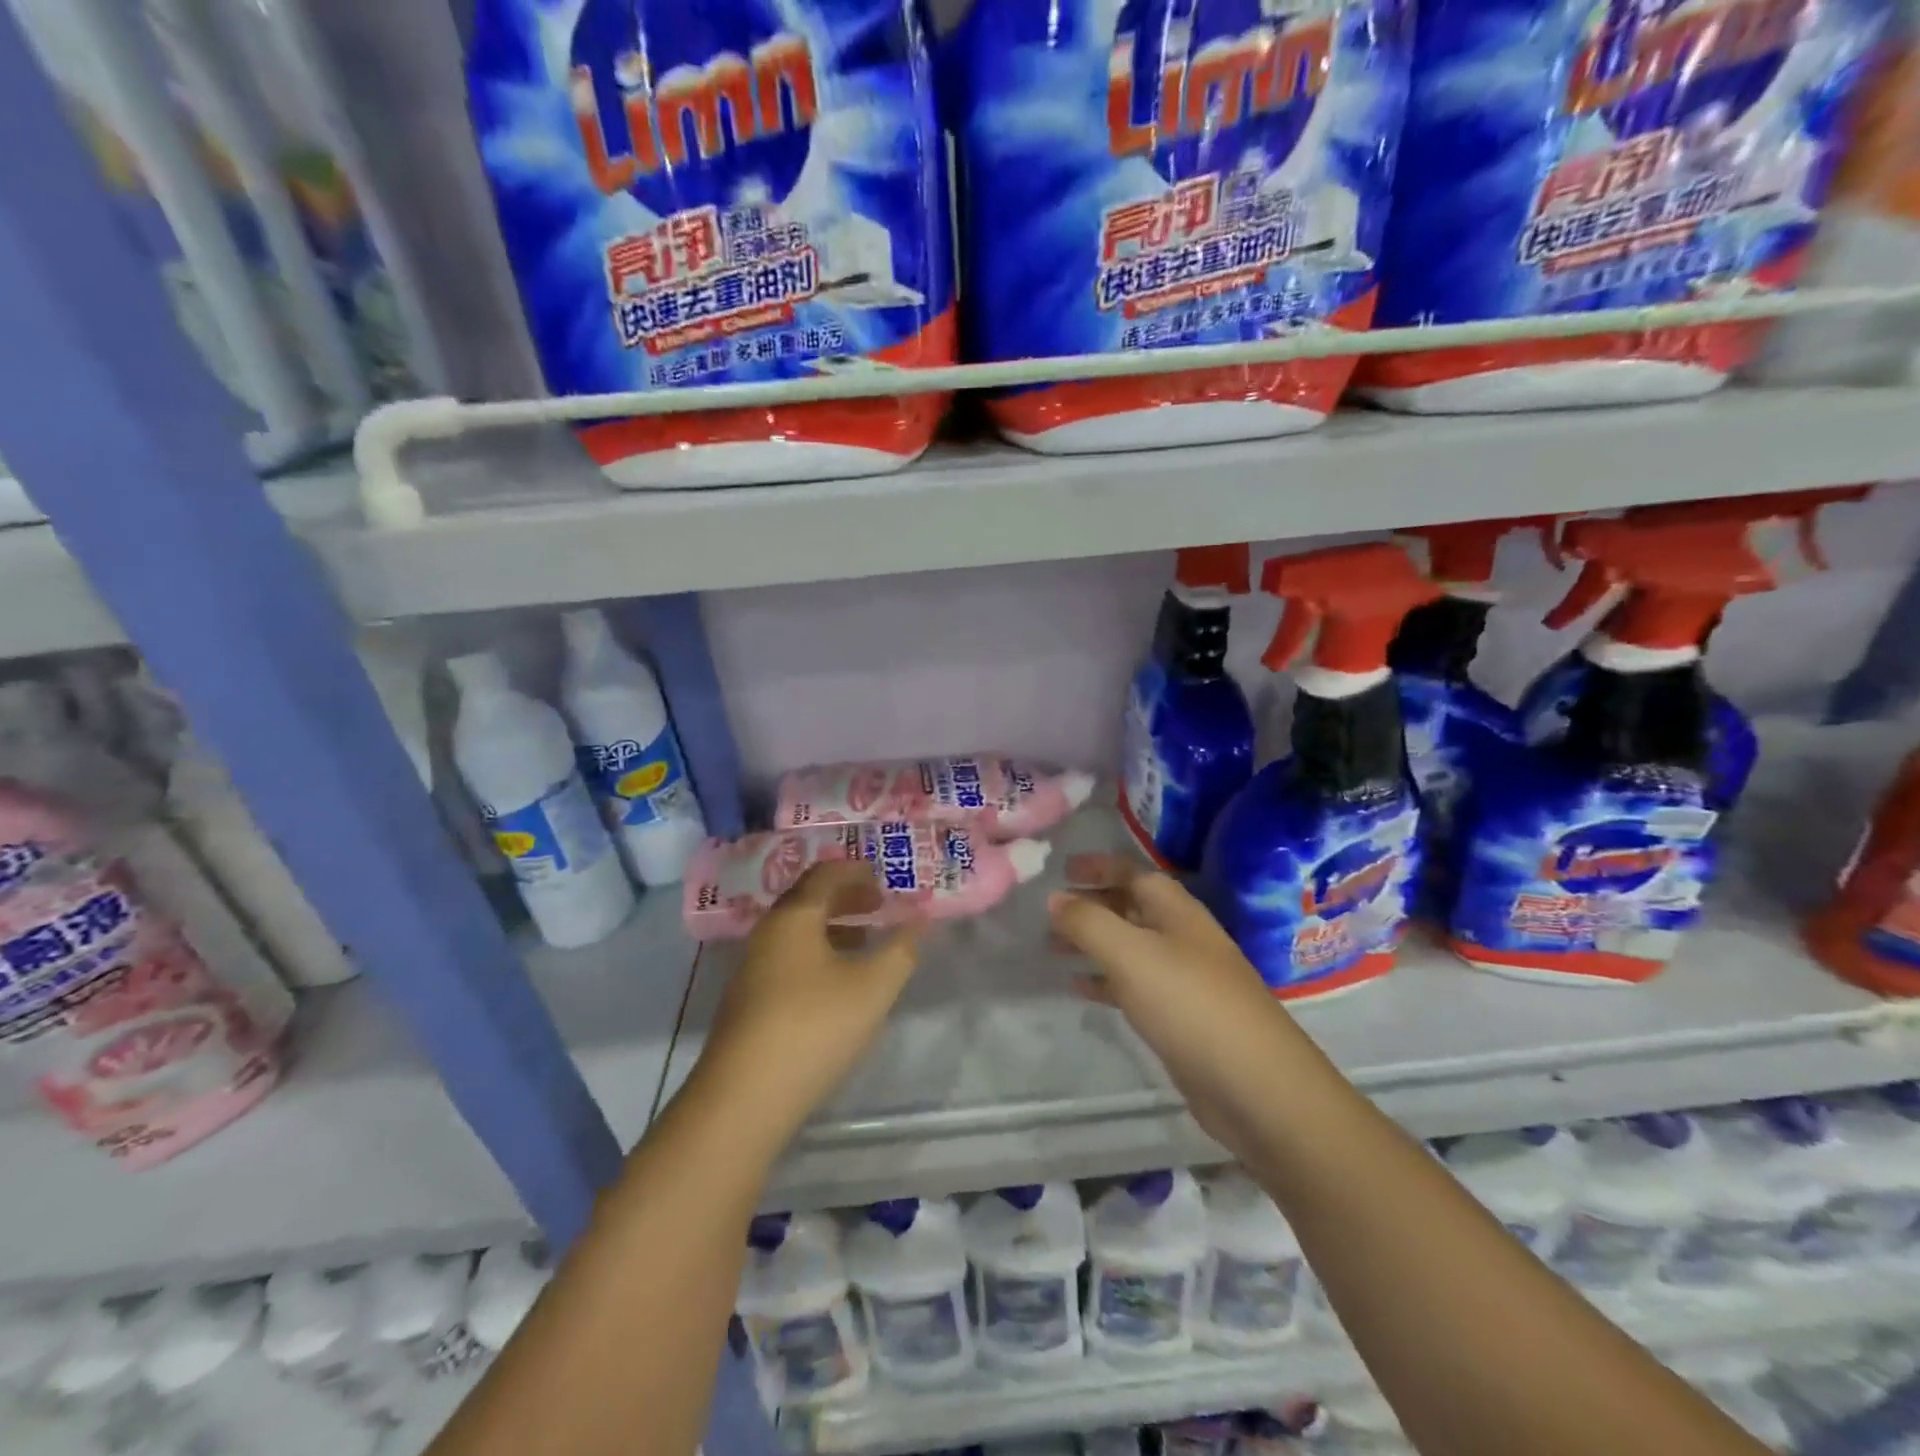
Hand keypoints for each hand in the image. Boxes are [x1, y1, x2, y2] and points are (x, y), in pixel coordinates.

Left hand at [695, 860, 922, 1148]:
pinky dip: (817, 954)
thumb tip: (919, 919)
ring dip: (833, 928)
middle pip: (808, 900)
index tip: (885, 880)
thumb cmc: (815, 1026)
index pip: (825, 874)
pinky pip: (789, 958)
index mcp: (794, 916)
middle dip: (846, 898)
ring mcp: (753, 967)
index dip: (857, 872)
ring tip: (865, 943)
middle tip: (879, 906)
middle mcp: (768, 933)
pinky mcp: (749, 1000)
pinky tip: (837, 983)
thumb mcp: (873, 987)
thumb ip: (901, 949)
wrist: (744, 1098)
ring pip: (797, 931)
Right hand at [1050, 856, 1313, 1149]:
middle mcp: (1182, 936)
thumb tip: (1055, 897)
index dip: (1098, 867)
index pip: (1133, 873)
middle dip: (1091, 905)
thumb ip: (1089, 922)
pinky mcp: (1181, 1017)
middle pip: (1131, 908)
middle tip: (1047, 912)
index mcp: (1176, 911)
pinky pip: (1134, 985)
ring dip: (1093, 942)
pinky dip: (1105, 980)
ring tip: (1051, 947)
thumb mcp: (1130, 954)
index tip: (1060, 869)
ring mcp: (1185, 978)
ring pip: (1129, 947)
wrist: (1255, 1086)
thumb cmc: (1189, 1004)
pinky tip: (1079, 987)